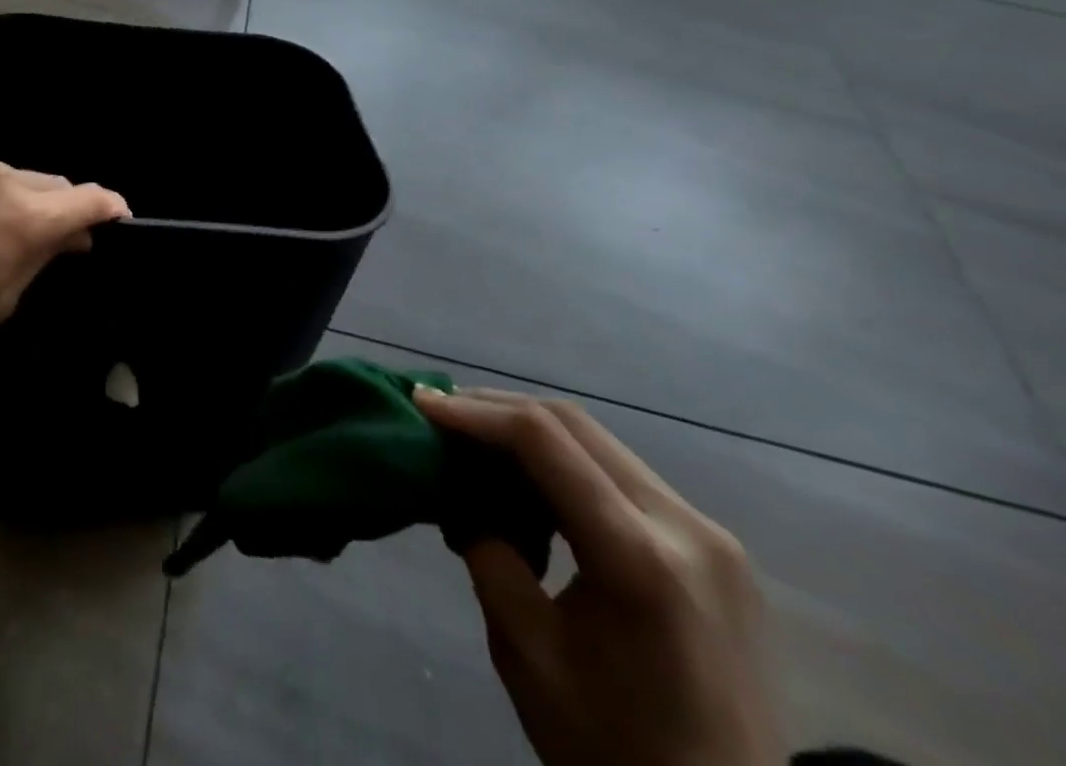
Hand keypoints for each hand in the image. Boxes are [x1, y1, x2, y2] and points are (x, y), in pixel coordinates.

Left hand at [0, 148, 129, 357]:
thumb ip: (42, 259)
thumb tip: (73, 237)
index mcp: (27, 217)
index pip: (90, 199)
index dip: (110, 208)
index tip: (117, 219)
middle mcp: (4, 177)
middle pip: (54, 183)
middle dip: (62, 207)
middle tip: (53, 237)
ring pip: (14, 175)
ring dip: (19, 197)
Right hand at [414, 388, 781, 765]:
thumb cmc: (616, 750)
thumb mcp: (525, 652)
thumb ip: (487, 552)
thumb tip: (456, 488)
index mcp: (639, 558)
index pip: (542, 440)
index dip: (473, 412)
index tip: (420, 402)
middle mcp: (685, 527)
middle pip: (573, 424)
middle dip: (496, 408)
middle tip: (441, 412)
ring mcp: (710, 535)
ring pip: (598, 441)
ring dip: (530, 430)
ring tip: (474, 441)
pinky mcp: (715, 548)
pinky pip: (622, 474)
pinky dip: (565, 462)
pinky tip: (529, 480)